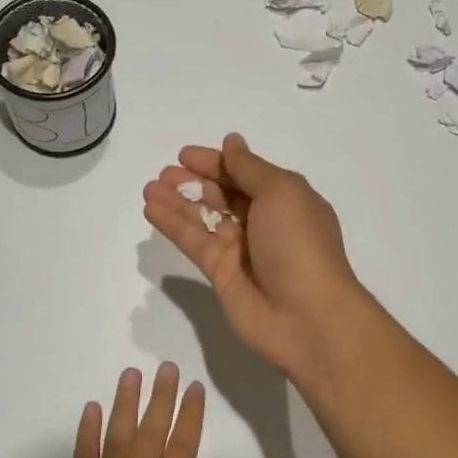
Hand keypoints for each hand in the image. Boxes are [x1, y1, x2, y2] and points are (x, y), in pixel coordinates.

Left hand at [46, 364, 223, 457]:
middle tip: (167, 368)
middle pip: (151, 433)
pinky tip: (91, 410)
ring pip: (116, 437)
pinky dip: (86, 433)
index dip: (191, 416)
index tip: (195, 388)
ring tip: (132, 375)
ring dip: (124, 404)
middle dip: (161, 398)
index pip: (183, 447)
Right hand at [142, 132, 369, 384]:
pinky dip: (173, 225)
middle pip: (223, 194)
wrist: (307, 316)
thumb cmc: (299, 243)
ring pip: (204, 218)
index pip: (244, 173)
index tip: (184, 154)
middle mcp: (263, 222)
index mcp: (285, 199)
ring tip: (149, 189)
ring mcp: (242, 250)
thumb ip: (248, 167)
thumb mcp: (280, 192)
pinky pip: (194, 242)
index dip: (216, 162)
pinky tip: (152, 210)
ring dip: (177, 201)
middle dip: (194, 181)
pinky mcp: (221, 274)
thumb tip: (232, 141)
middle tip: (163, 175)